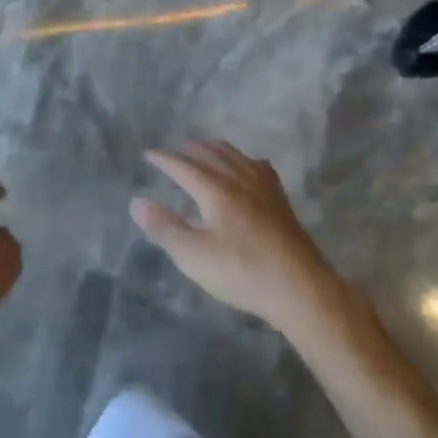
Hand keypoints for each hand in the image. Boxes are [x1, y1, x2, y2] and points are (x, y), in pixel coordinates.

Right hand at [132, 140, 340, 330]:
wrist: (300, 288)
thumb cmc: (242, 272)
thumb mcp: (194, 256)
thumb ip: (165, 227)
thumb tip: (137, 202)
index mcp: (216, 190)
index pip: (184, 166)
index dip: (164, 159)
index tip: (149, 155)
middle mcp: (239, 180)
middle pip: (212, 154)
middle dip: (190, 150)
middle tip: (175, 151)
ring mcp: (264, 188)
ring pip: (236, 156)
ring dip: (216, 149)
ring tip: (205, 150)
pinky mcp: (281, 201)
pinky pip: (258, 166)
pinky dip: (243, 159)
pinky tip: (248, 168)